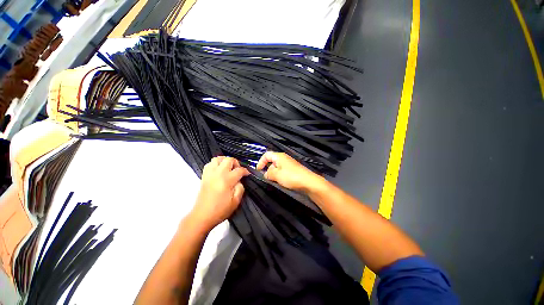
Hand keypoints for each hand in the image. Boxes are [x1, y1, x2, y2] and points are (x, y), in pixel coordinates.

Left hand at [190, 157, 249, 231]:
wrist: (202, 216)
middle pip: (228, 159)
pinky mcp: (204, 176)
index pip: (239, 170)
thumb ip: (240, 188)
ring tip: (228, 168)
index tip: (247, 174)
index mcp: (227, 180)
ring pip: (217, 159)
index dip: (245, 171)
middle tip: (237, 170)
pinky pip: (209, 164)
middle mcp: (218, 173)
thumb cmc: (220, 210)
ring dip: (224, 161)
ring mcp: (210, 174)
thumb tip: (239, 181)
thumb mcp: (236, 201)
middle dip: (236, 163)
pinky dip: (215, 164)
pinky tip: (219, 170)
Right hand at [256, 152, 324, 192]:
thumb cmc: (292, 176)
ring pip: (277, 167)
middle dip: (267, 169)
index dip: (261, 162)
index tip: (258, 170)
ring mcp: (289, 164)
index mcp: (279, 156)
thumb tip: (265, 174)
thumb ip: (268, 173)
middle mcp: (284, 158)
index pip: (266, 155)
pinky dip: (279, 176)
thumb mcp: (276, 175)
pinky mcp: (293, 170)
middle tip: (267, 178)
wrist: (308, 182)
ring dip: (273, 174)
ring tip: (275, 181)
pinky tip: (281, 182)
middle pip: (271, 161)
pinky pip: (282, 171)